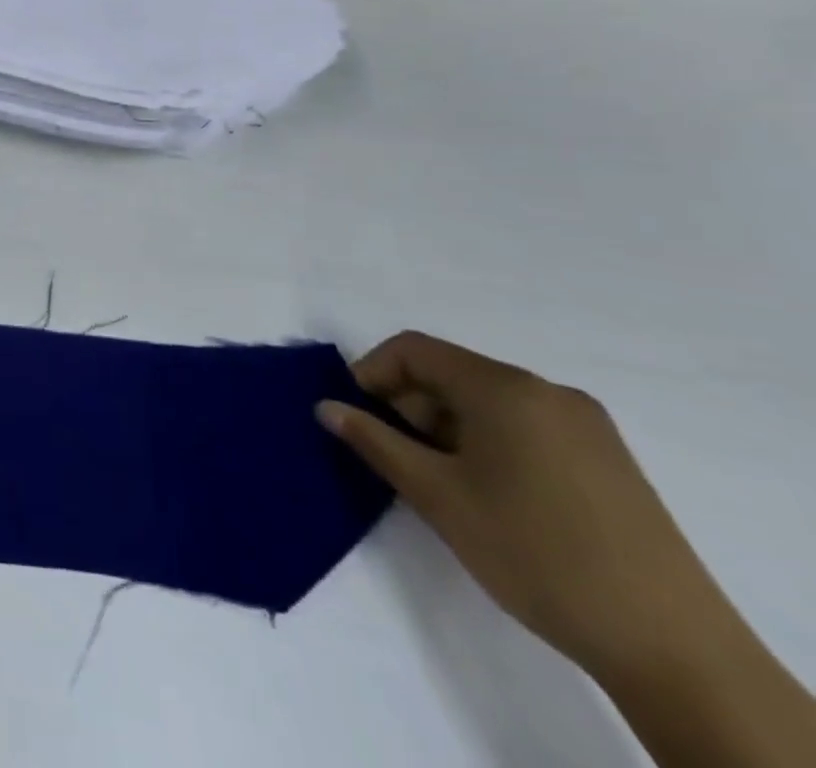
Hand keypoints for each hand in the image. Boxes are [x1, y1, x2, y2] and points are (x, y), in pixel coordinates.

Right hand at [316, 331, 723, 681]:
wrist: (673, 649)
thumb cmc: (534, 553)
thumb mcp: (437, 496)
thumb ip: (374, 441)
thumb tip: (326, 406)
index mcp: (505, 388)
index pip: (414, 349)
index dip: (372, 373)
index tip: (357, 418)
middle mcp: (547, 391)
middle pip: (452, 373)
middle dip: (410, 405)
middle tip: (398, 458)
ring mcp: (586, 426)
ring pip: (487, 402)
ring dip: (447, 428)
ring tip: (442, 484)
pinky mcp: (609, 461)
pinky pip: (525, 426)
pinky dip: (488, 443)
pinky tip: (490, 495)